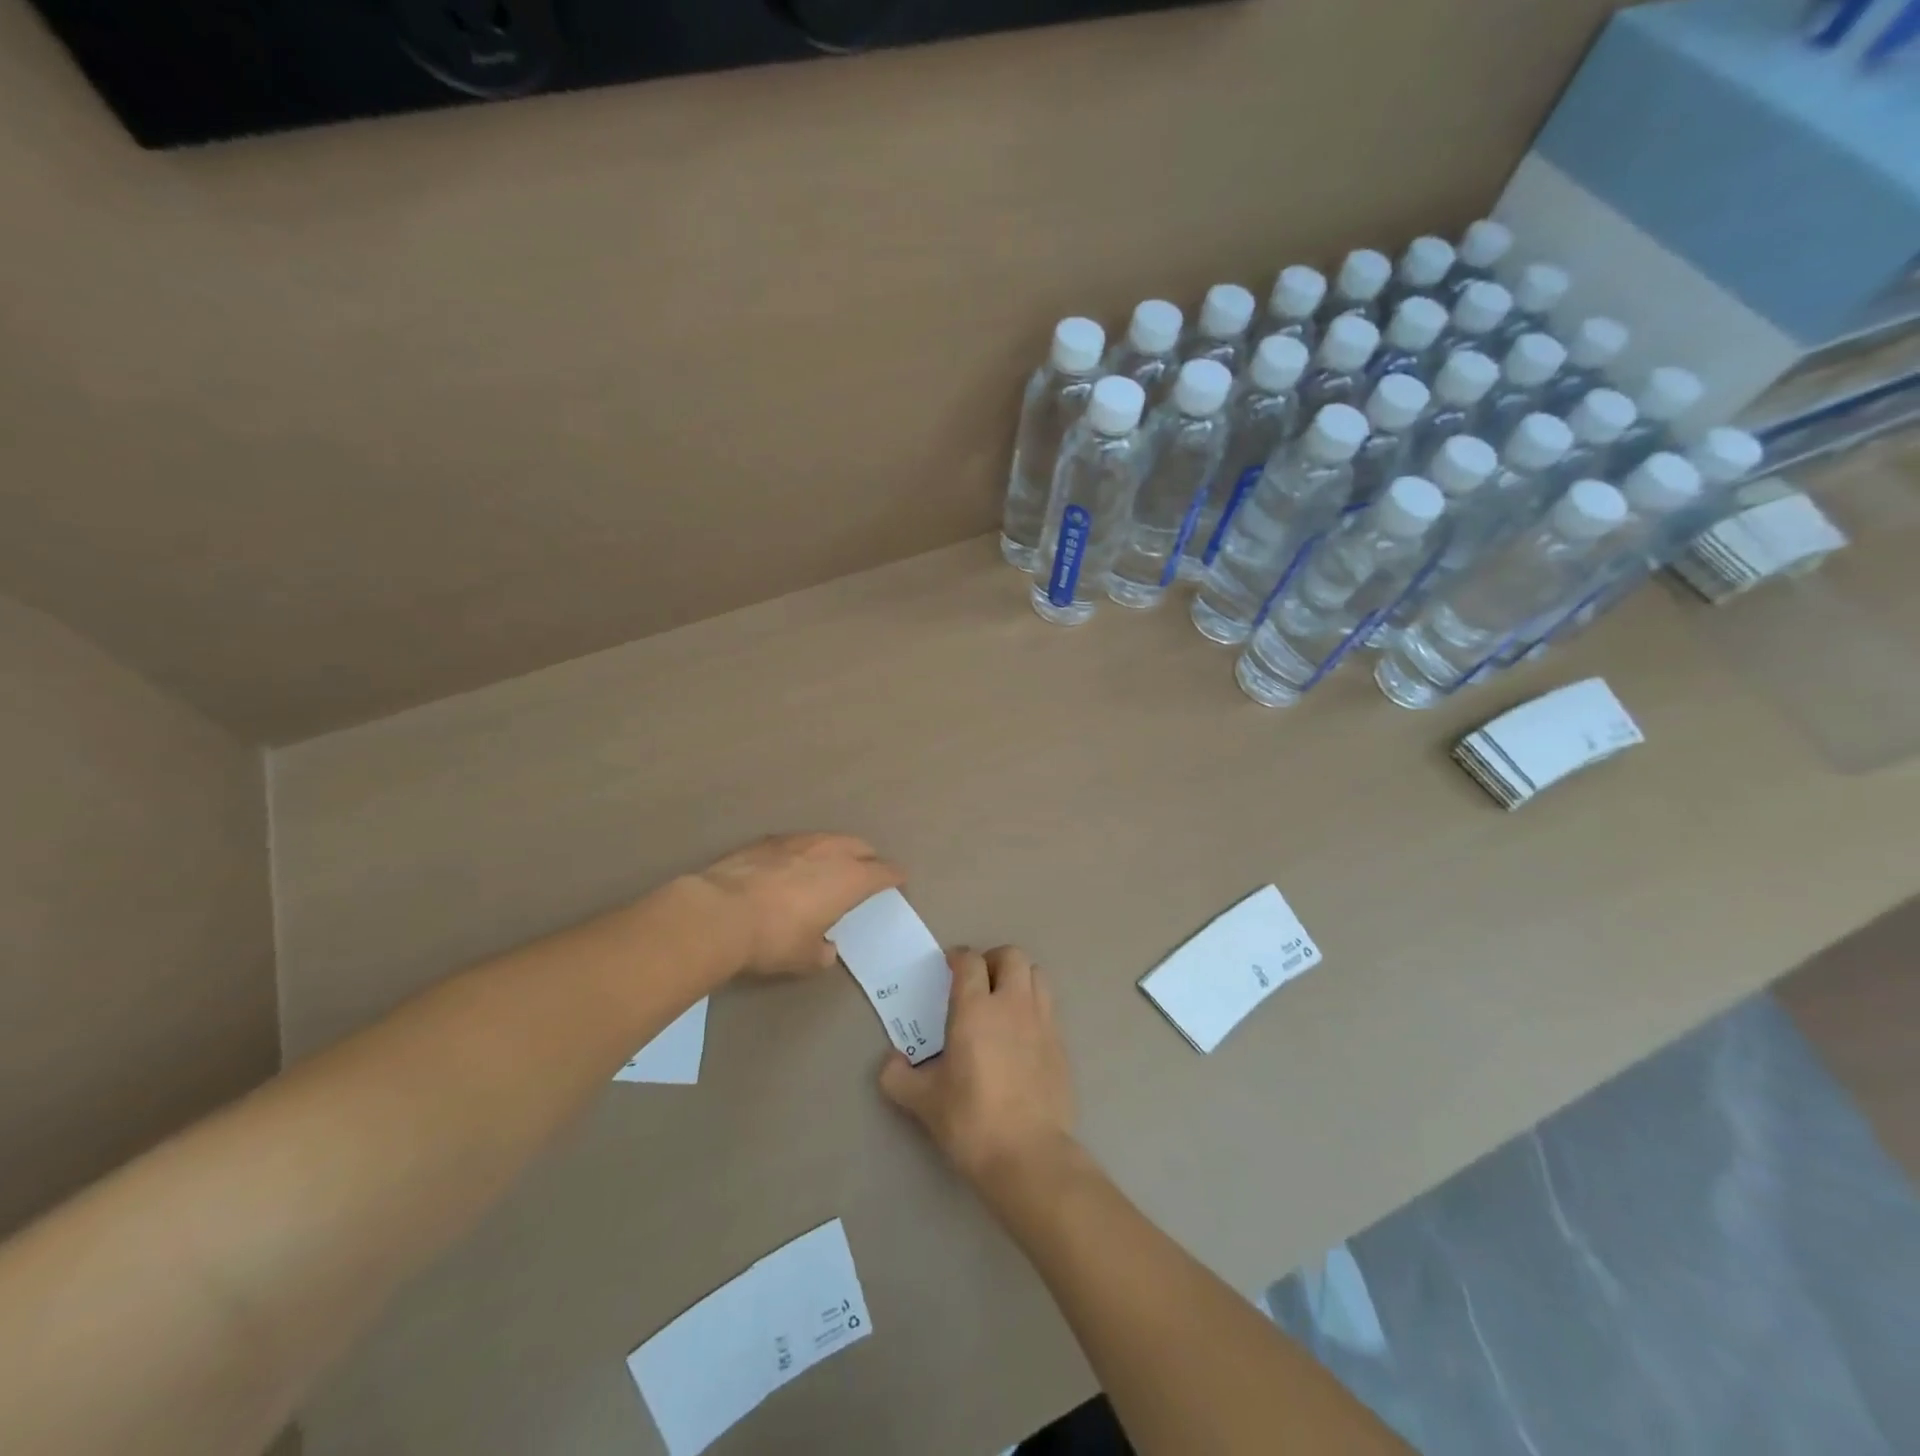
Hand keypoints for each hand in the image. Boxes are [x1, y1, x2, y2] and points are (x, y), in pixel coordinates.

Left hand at [696, 833, 903, 976]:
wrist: (719, 913)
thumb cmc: (774, 938)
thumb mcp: (804, 958)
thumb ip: (822, 952)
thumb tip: (825, 949)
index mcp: (849, 879)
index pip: (883, 872)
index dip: (894, 876)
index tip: (899, 880)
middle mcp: (829, 852)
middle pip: (859, 846)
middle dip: (868, 857)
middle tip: (868, 871)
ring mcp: (796, 841)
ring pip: (828, 838)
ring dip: (836, 849)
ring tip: (831, 864)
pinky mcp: (766, 841)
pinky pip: (797, 841)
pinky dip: (803, 851)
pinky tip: (792, 863)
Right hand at [879, 946, 1075, 1185]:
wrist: (1029, 1155)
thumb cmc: (971, 1121)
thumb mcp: (923, 1101)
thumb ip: (898, 1076)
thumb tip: (891, 1062)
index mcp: (976, 1009)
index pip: (970, 961)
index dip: (958, 957)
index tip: (948, 968)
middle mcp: (1012, 1004)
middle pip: (1011, 955)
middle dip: (993, 960)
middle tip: (978, 981)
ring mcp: (1042, 1021)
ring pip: (1036, 975)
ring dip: (1018, 978)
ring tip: (1003, 1001)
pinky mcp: (1061, 1044)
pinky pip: (1049, 1007)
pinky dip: (1034, 1006)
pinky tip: (1022, 1034)